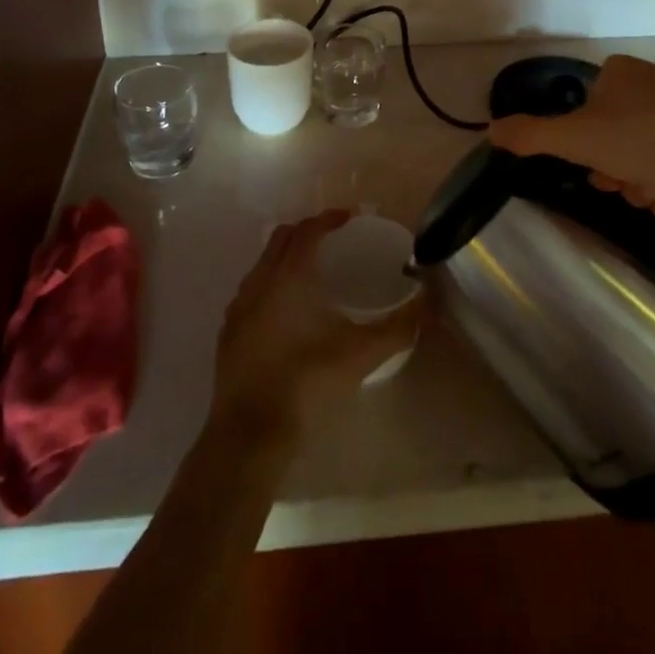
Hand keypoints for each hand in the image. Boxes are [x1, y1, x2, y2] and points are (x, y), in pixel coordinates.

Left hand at [211, 209, 420, 445]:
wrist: (249, 437)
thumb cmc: (306, 385)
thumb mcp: (360, 356)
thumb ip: (396, 328)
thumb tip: (426, 303)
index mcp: (288, 276)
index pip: (308, 230)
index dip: (329, 218)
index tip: (350, 218)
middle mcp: (259, 281)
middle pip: (282, 238)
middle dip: (307, 232)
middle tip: (334, 241)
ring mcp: (238, 308)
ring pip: (263, 264)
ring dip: (286, 258)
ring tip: (312, 275)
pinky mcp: (228, 334)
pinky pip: (251, 292)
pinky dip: (270, 286)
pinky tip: (287, 314)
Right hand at [491, 57, 654, 357]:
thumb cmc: (653, 137)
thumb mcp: (581, 139)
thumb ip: (533, 136)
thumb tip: (488, 129)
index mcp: (614, 75)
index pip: (586, 121)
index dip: (591, 157)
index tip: (606, 179)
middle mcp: (647, 83)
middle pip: (619, 143)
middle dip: (628, 178)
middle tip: (642, 193)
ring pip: (652, 158)